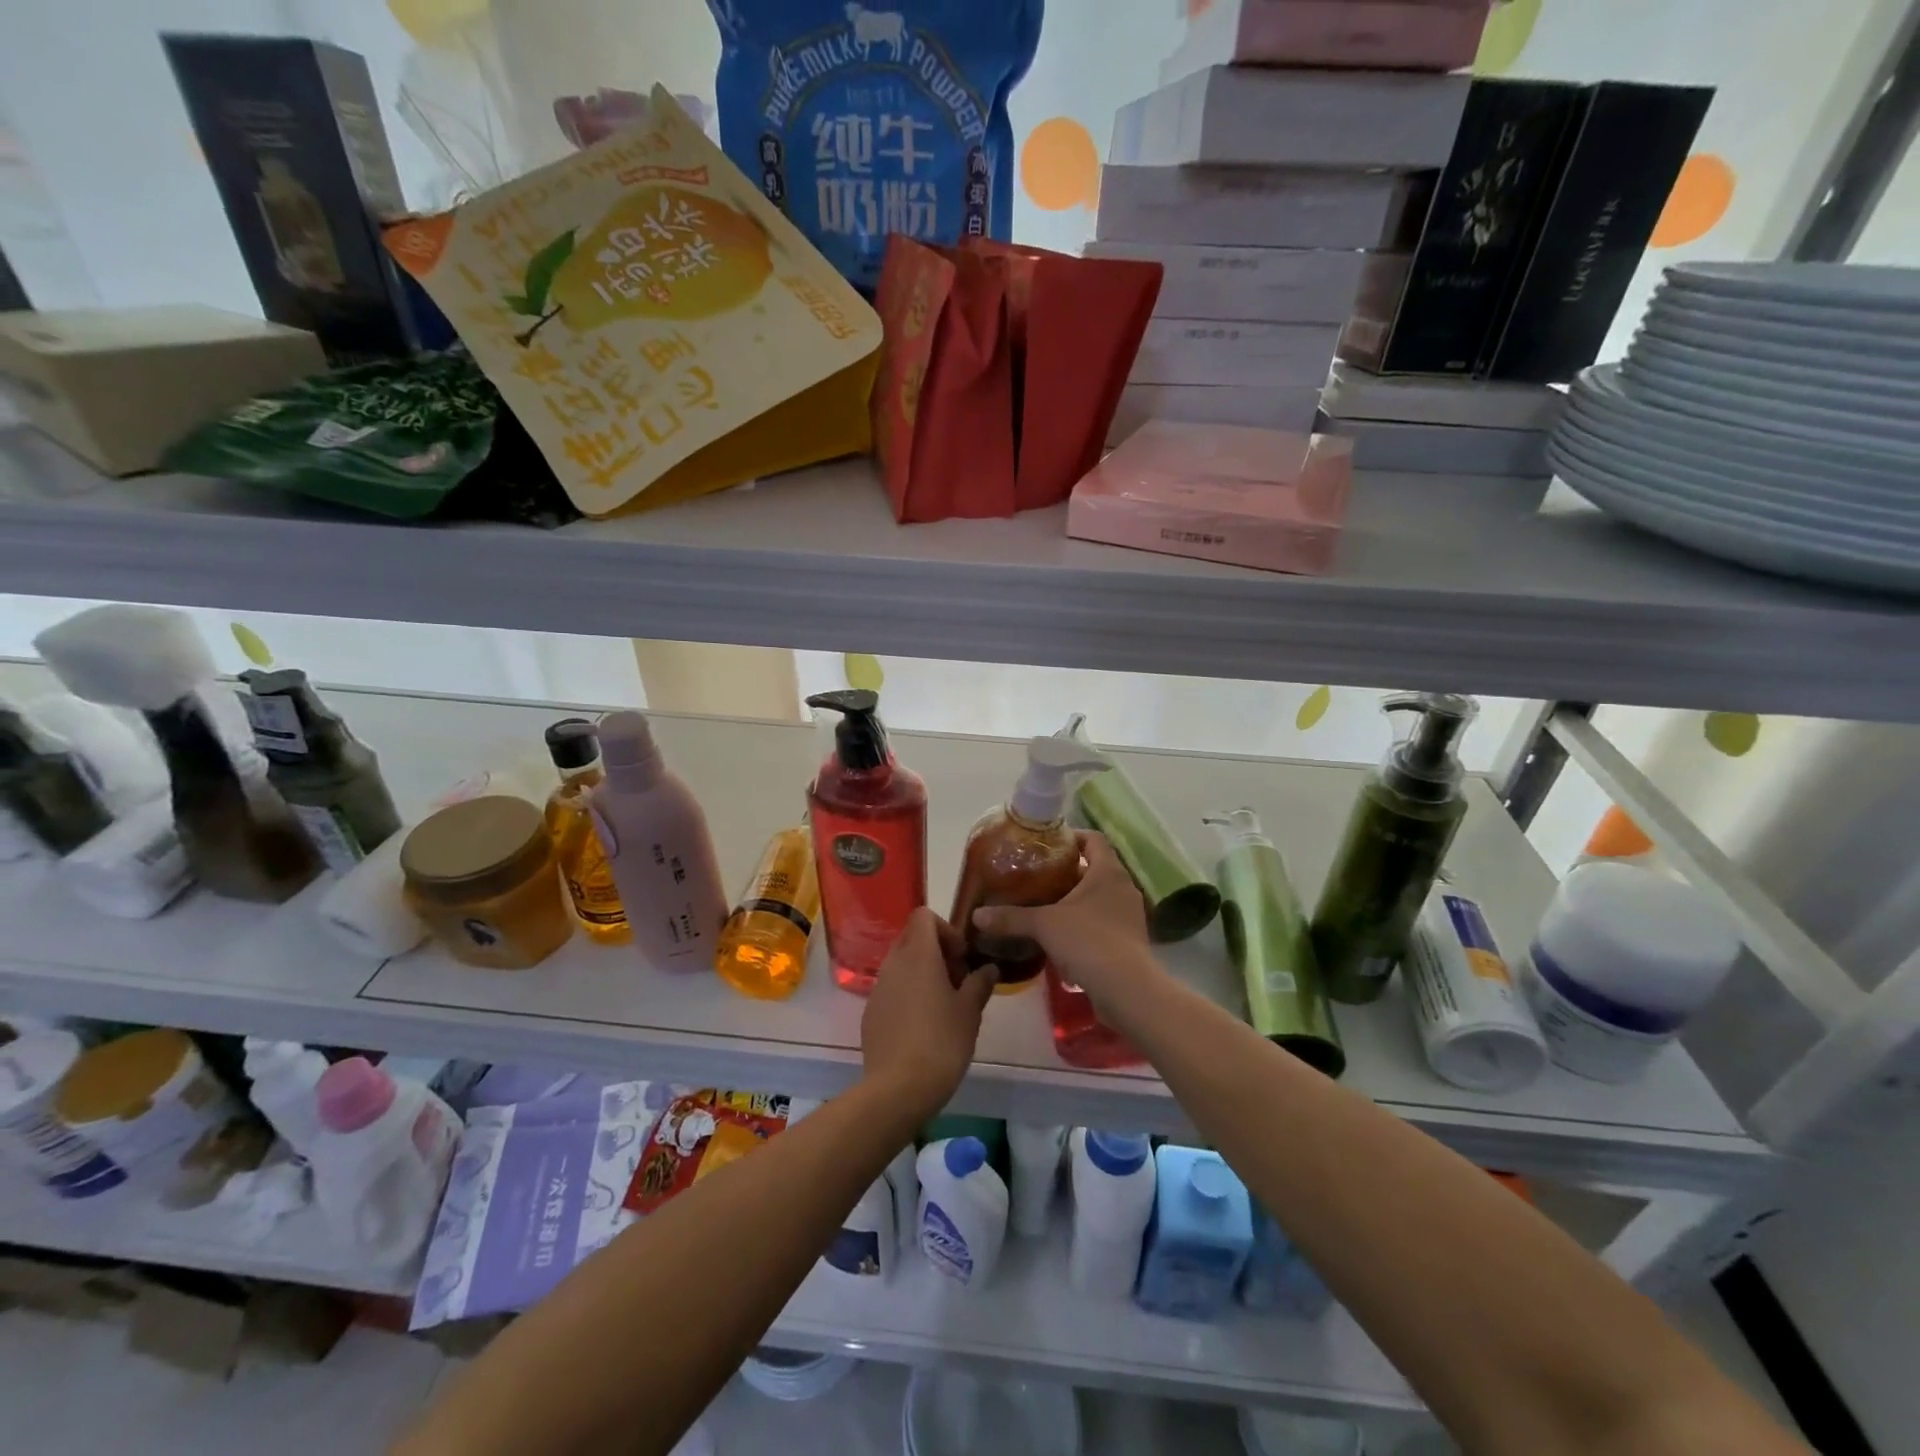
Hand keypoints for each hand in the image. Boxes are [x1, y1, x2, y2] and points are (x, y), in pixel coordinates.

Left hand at [861, 908, 996, 1116]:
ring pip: (901, 965)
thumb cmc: (942, 1041)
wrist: (898, 1088)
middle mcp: (893, 963)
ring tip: (943, 1007)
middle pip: (912, 938)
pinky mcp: (870, 1012)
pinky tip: (922, 1027)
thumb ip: (980, 983)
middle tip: (958, 982)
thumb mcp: (970, 1012)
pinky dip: (908, 995)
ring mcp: (878, 988)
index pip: (924, 916)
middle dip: (937, 951)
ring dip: (922, 974)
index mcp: (918, 955)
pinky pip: (891, 990)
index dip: (946, 929)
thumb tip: (989, 969)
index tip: (962, 958)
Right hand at [969, 832, 1158, 1011]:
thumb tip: (976, 915)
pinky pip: (1103, 921)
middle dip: (1067, 872)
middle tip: (1037, 876)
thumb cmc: (1088, 941)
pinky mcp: (1129, 940)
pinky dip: (1084, 922)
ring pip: (1099, 896)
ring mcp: (1129, 915)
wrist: (1127, 989)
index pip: (1093, 839)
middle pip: (1095, 868)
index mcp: (1108, 871)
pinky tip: (1061, 936)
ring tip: (1045, 905)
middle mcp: (1123, 887)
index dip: (1071, 836)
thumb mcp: (1044, 925)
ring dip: (1075, 899)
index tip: (1046, 845)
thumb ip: (1011, 917)